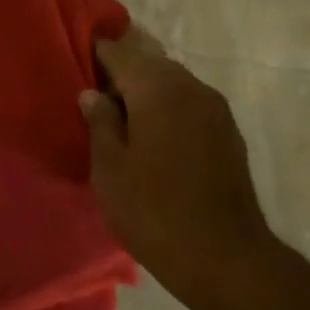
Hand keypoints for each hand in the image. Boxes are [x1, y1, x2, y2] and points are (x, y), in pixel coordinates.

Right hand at [80, 33, 273, 303]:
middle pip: (152, 65)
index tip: (79, 59)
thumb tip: (93, 94)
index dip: (98, 54)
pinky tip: (155, 139)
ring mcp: (217, 110)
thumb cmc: (153, 211)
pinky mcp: (229, 134)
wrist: (223, 255)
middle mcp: (192, 88)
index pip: (122, 53)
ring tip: (123, 121)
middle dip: (124, 74)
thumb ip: (100, 123)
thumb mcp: (110, 169)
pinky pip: (191, 107)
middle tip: (97, 98)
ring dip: (148, 94)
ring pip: (174, 86)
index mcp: (159, 89)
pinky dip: (169, 111)